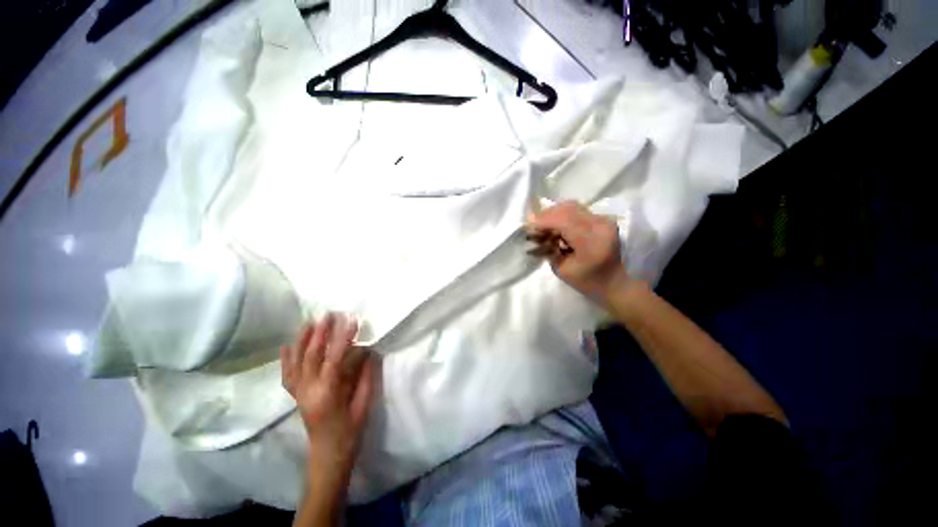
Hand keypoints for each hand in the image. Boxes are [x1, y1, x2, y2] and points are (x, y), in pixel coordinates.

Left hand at [281, 314, 375, 486]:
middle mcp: (308, 391)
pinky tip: (287, 346)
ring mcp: (299, 393)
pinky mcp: (297, 396)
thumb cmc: (350, 432)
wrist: (328, 456)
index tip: (352, 320)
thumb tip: (369, 352)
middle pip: (311, 356)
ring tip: (310, 322)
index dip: (343, 338)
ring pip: (296, 362)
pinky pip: (288, 375)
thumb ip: (366, 376)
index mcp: (327, 394)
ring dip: (302, 340)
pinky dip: (286, 359)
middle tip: (329, 314)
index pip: (334, 359)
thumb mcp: (364, 404)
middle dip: (320, 333)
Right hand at [527, 201, 629, 305]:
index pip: (563, 221)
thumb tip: (534, 233)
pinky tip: (557, 226)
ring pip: (572, 207)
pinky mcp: (603, 219)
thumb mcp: (561, 269)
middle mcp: (601, 225)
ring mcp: (604, 220)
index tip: (528, 226)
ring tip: (544, 226)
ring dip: (554, 214)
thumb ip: (548, 248)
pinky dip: (563, 216)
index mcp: (592, 242)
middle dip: (546, 215)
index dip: (543, 220)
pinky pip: (578, 211)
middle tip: (534, 226)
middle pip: (567, 209)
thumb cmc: (587, 282)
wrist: (615, 282)